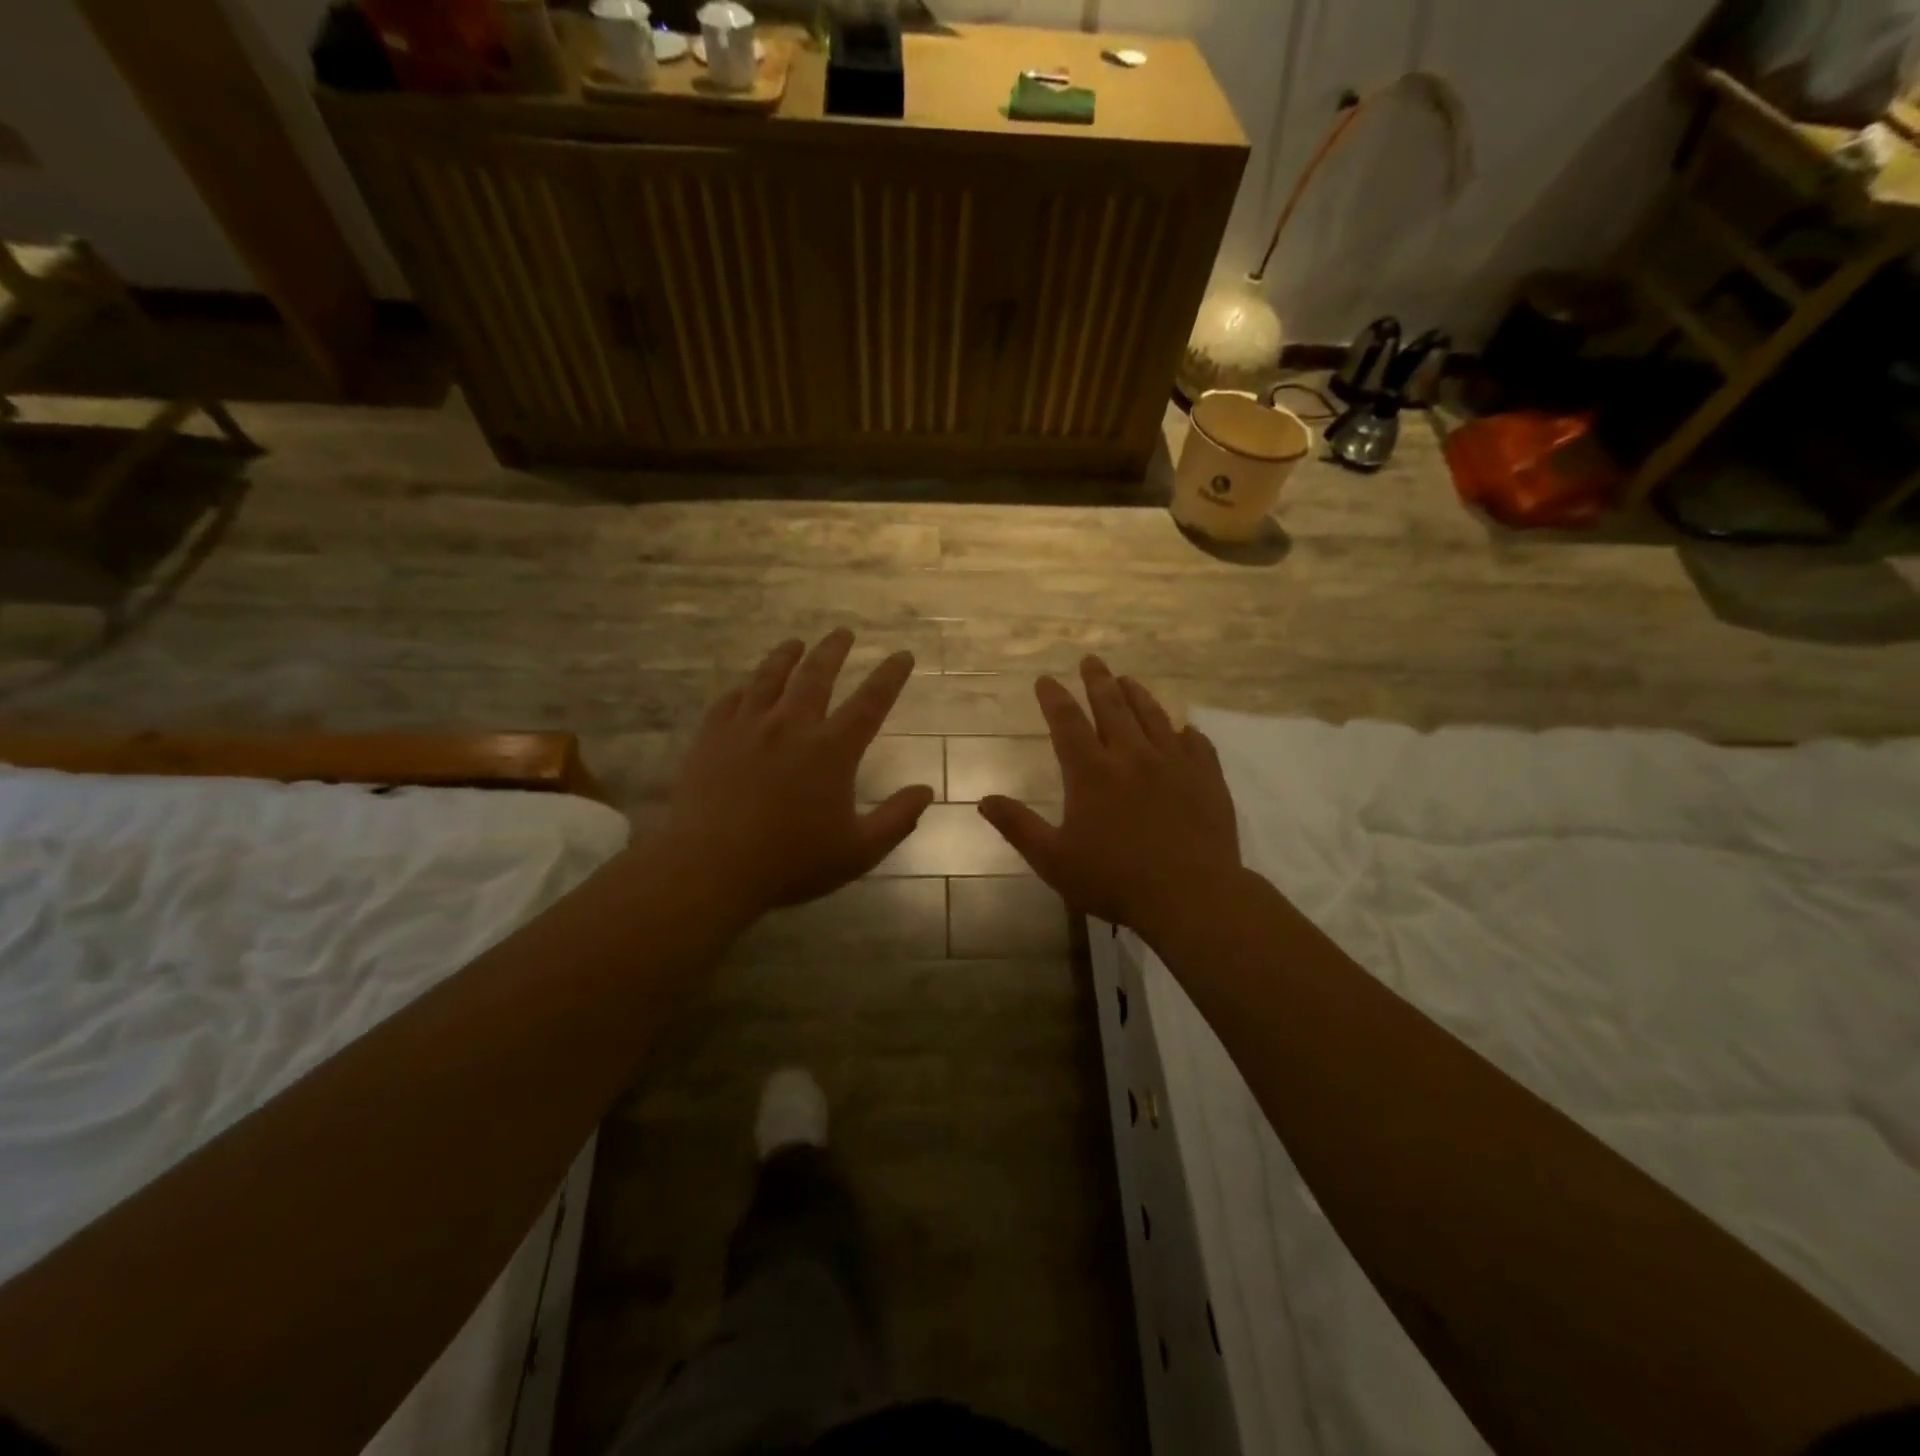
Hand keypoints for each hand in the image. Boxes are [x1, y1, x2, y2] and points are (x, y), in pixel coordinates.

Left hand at [663, 630, 933, 923]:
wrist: (709, 866)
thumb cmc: (790, 862)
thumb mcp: (858, 851)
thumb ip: (897, 819)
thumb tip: (926, 791)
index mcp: (832, 749)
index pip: (871, 701)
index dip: (890, 676)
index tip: (902, 655)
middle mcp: (792, 725)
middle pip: (817, 674)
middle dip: (834, 650)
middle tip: (843, 632)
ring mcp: (748, 726)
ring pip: (770, 677)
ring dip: (787, 656)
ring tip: (795, 643)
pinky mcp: (712, 736)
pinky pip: (731, 699)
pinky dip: (745, 687)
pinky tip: (746, 686)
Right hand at [978, 657, 1240, 941]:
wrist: (1191, 896)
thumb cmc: (1114, 880)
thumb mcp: (1053, 860)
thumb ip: (1018, 827)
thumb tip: (983, 800)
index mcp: (1091, 772)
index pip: (1067, 722)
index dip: (1054, 698)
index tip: (1046, 679)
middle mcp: (1132, 756)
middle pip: (1112, 706)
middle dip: (1098, 680)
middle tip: (1091, 660)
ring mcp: (1174, 763)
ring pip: (1153, 716)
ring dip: (1137, 694)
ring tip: (1128, 679)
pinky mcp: (1207, 778)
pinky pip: (1197, 744)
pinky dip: (1186, 732)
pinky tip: (1184, 729)